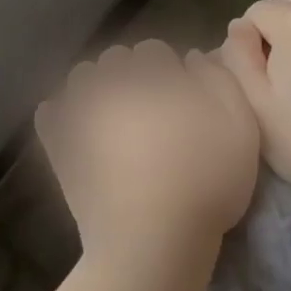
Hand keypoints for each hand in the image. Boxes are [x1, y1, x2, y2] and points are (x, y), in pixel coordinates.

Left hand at [36, 41, 259, 267]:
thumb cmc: (205, 184)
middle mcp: (112, 84)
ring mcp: (80, 114)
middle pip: (115, 60)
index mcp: (154, 76)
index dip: (167, 70)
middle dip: (130, 74)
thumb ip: (220, 82)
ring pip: (81, 79)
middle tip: (148, 107)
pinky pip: (50, 114)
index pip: (153, 50)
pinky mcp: (59, 145)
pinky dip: (60, 115)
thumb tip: (194, 57)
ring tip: (113, 116)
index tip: (178, 95)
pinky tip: (75, 128)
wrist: (151, 241)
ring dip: (96, 87)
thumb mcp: (240, 129)